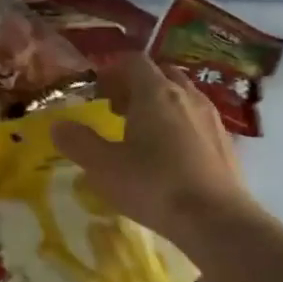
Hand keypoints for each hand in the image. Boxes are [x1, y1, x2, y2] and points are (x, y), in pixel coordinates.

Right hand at [52, 55, 257, 245]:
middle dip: (136, 86)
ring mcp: (211, 118)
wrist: (216, 220)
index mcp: (155, 93)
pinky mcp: (225, 142)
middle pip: (160, 74)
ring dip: (159, 105)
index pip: (133, 61)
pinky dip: (179, 125)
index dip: (112, 70)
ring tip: (141, 133)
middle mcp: (186, 96)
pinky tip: (169, 156)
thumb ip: (78, 142)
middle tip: (116, 110)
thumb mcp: (103, 167)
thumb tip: (57, 125)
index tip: (97, 91)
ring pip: (181, 96)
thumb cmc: (153, 186)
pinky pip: (196, 120)